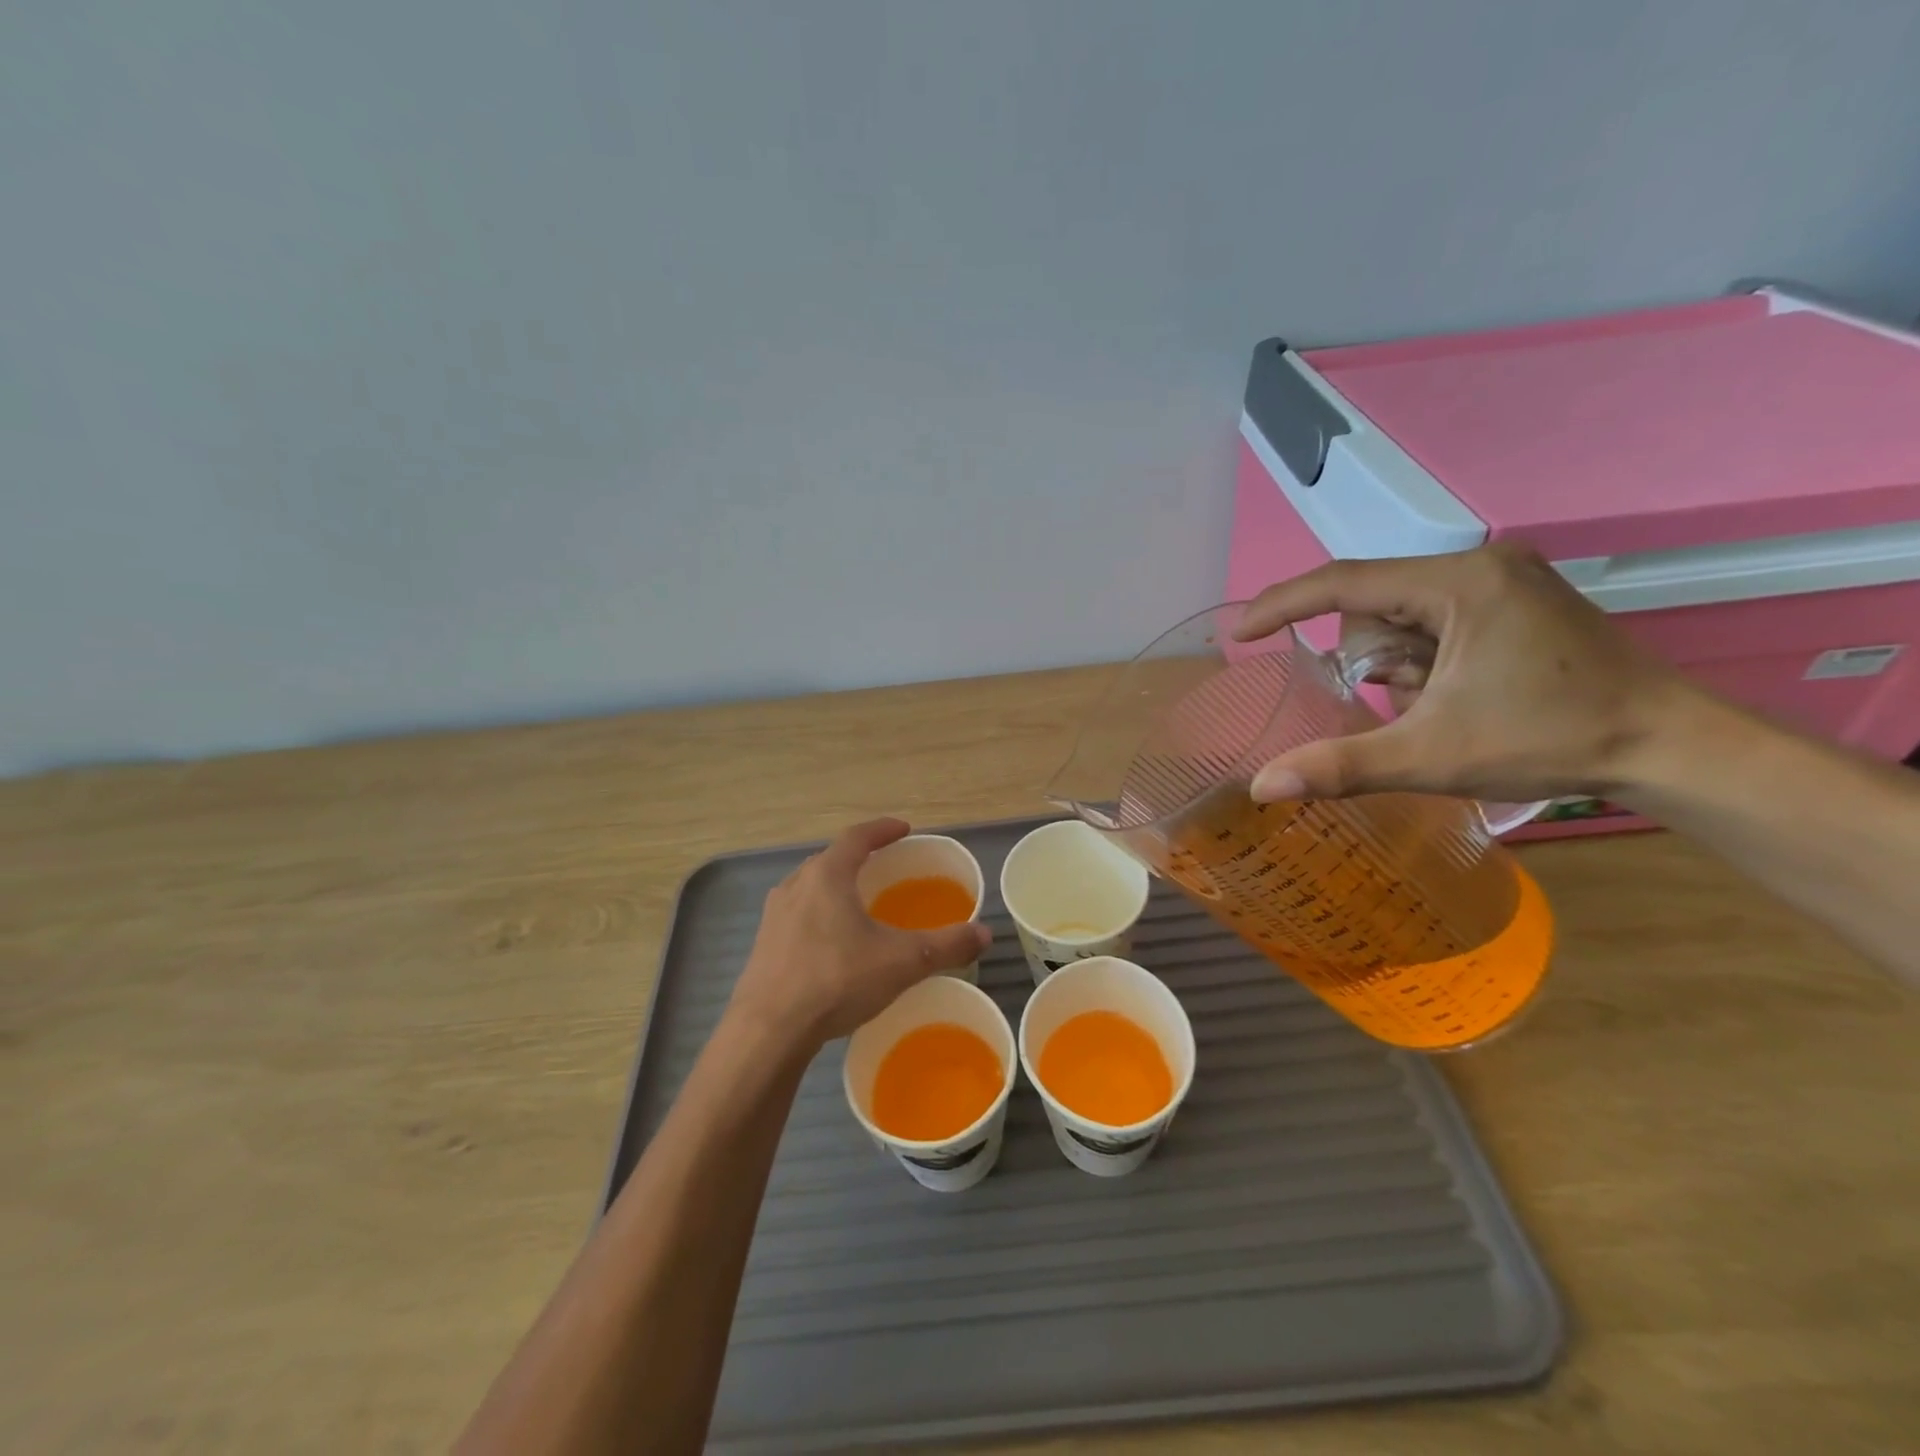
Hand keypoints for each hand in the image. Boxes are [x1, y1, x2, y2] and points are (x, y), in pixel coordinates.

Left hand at [727, 818, 990, 1047]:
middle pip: (831, 859)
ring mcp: (774, 915)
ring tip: (859, 901)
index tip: (903, 829)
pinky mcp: (763, 945)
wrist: (767, 1030)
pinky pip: (798, 915)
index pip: (857, 837)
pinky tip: (833, 942)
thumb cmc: (836, 980)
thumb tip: (986, 933)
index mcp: (827, 875)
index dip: (882, 829)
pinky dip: (820, 914)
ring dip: (836, 886)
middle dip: (859, 857)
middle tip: (884, 864)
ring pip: (811, 887)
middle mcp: (796, 885)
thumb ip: (946, 945)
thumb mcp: (901, 962)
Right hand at [1233, 542, 1694, 803]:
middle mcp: (1480, 564)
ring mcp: (1504, 580)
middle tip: (1407, 706)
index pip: (1344, 582)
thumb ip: (1339, 766)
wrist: (1672, 747)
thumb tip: (1260, 787)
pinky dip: (1423, 662)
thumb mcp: (1431, 755)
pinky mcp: (1517, 600)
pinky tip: (1457, 694)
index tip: (1240, 635)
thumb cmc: (1551, 741)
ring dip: (1397, 666)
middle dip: (1372, 661)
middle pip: (1375, 606)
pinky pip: (1433, 622)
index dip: (1283, 605)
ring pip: (1402, 617)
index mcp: (1459, 583)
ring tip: (1440, 706)